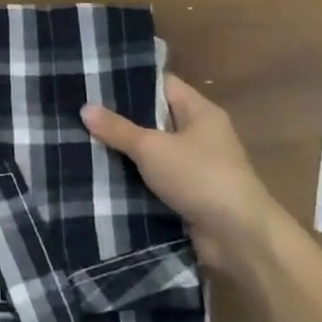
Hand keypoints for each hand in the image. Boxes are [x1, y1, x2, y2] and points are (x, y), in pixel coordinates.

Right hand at [82, 75, 286, 275]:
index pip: (162, 84)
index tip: (95, 81)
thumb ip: (118, 128)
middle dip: (120, 119)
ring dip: (125, 152)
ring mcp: (196, 167)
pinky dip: (135, 179)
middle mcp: (200, 135)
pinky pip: (156, 179)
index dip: (130, 82)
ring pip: (153, 151)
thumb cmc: (200, 178)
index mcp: (200, 112)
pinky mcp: (190, 195)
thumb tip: (85, 108)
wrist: (240, 239)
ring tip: (82, 141)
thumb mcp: (152, 148)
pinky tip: (102, 176)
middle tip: (81, 113)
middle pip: (155, 118)